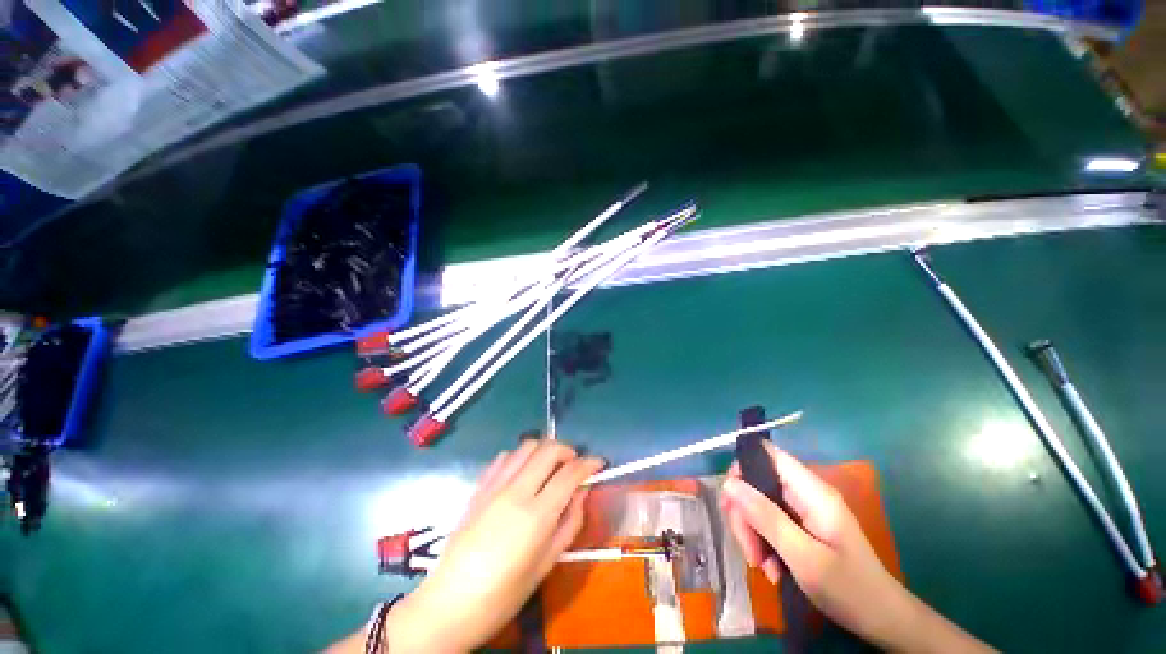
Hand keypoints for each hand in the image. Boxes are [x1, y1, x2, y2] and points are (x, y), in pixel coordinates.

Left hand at [387, 440, 604, 652]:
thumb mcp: (546, 564)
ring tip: (550, 467)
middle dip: (568, 450)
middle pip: (548, 449)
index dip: (589, 463)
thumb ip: (569, 523)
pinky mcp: (479, 487)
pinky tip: (522, 474)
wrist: (451, 602)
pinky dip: (520, 457)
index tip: (599, 463)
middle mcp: (516, 491)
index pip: (570, 473)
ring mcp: (494, 486)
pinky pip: (504, 457)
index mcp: (536, 515)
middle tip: (574, 465)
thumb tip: (582, 493)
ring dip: (544, 450)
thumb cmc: (504, 594)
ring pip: (526, 446)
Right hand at [720, 441, 909, 645]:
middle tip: (749, 551)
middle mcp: (805, 493)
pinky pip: (770, 522)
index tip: (729, 500)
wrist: (883, 621)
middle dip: (745, 514)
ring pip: (760, 504)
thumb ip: (765, 517)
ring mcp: (804, 510)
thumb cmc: (849, 589)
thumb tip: (728, 483)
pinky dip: (764, 543)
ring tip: (762, 566)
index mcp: (812, 491)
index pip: (768, 454)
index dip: (742, 467)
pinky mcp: (802, 525)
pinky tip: (772, 569)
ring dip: (753, 533)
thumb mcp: (803, 557)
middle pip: (758, 482)